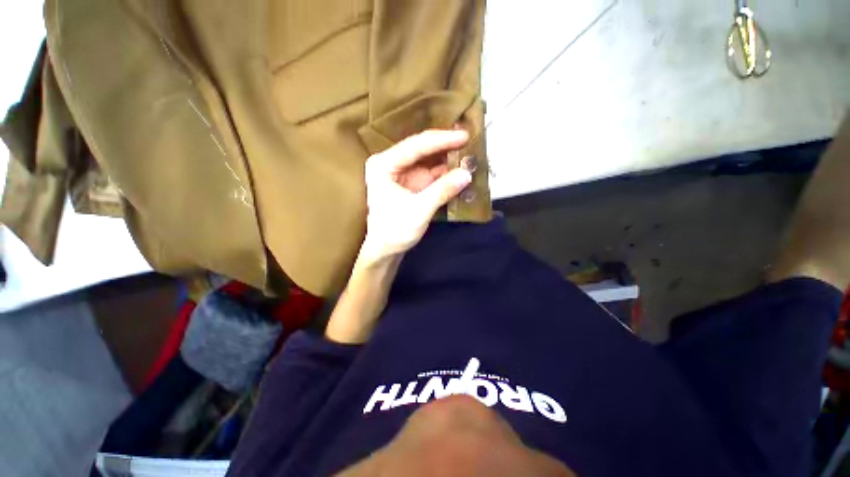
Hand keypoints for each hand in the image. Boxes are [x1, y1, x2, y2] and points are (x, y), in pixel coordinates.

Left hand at [360, 129, 472, 263]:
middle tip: (470, 141)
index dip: (442, 140)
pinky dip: (446, 172)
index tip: (464, 136)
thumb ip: (442, 191)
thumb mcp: (419, 211)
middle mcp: (392, 163)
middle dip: (446, 147)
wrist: (386, 250)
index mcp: (384, 165)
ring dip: (448, 159)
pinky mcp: (412, 183)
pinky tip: (460, 170)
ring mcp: (403, 173)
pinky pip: (431, 173)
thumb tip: (467, 174)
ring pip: (429, 160)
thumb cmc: (395, 231)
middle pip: (422, 149)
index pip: (415, 146)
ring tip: (469, 154)